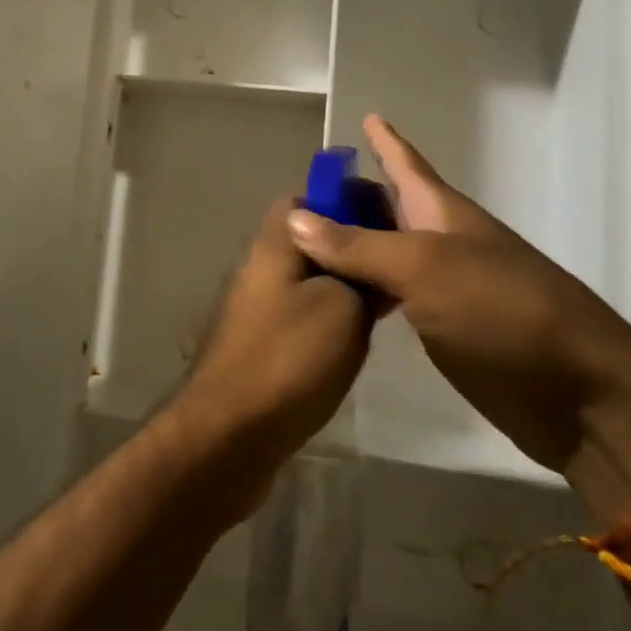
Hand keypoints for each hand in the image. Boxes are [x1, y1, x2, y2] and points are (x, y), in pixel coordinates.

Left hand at [173, 198, 371, 470]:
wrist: (232, 433)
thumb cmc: (289, 358)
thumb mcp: (343, 306)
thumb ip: (360, 271)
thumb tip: (372, 254)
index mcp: (275, 242)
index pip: (308, 197)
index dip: (349, 201)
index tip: (390, 220)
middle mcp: (262, 265)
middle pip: (312, 238)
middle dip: (354, 246)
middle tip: (398, 265)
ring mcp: (260, 305)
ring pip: (311, 277)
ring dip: (346, 284)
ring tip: (389, 300)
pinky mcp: (264, 341)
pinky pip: (305, 311)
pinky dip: (333, 315)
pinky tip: (360, 337)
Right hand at [286, 115, 630, 471]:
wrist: (576, 392)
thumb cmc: (503, 310)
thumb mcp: (424, 267)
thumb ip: (358, 245)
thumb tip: (295, 217)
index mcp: (442, 213)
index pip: (406, 164)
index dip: (385, 141)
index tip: (365, 116)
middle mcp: (441, 241)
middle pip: (390, 206)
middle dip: (354, 193)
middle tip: (305, 189)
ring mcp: (443, 286)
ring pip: (387, 250)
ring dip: (352, 241)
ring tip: (308, 236)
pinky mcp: (442, 326)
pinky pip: (392, 293)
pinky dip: (364, 285)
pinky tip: (339, 291)